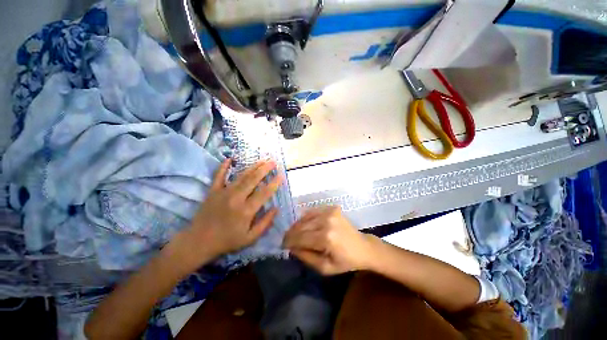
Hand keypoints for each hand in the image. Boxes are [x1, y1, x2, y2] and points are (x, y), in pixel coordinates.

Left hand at [168, 159, 282, 272]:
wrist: (199, 242)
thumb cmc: (227, 241)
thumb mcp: (250, 238)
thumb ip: (265, 223)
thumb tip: (276, 208)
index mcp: (246, 210)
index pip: (264, 193)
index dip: (274, 183)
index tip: (281, 175)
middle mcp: (236, 198)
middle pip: (253, 179)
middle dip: (265, 169)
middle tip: (273, 162)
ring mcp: (223, 193)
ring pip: (241, 176)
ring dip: (253, 167)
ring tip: (262, 160)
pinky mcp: (213, 191)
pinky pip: (218, 176)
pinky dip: (223, 167)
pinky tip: (229, 159)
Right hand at [283, 207, 376, 274]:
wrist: (363, 247)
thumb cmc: (345, 261)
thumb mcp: (325, 267)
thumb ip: (306, 257)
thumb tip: (291, 247)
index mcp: (327, 237)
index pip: (300, 238)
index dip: (289, 241)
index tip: (282, 245)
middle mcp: (327, 221)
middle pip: (301, 226)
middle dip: (291, 233)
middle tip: (286, 240)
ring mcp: (329, 211)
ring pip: (305, 217)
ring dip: (297, 226)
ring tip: (294, 233)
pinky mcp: (331, 207)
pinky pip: (313, 212)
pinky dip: (306, 219)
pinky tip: (304, 225)